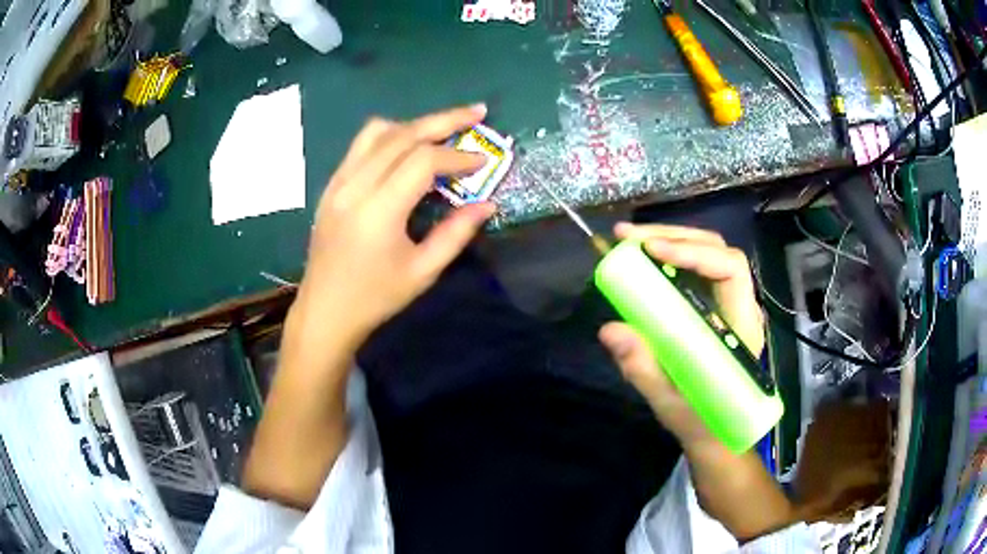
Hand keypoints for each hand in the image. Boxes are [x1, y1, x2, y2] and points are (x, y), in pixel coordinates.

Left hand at [246, 105, 494, 508]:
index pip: (422, 162)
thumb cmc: (375, 298)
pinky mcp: (331, 186)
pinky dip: (390, 136)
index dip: (457, 156)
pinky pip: (360, 146)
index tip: (482, 162)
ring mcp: (338, 183)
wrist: (325, 311)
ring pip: (377, 132)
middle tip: (476, 112)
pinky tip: (407, 146)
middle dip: (443, 120)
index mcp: (378, 211)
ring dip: (414, 124)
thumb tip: (487, 204)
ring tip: (442, 128)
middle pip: (402, 135)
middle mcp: (354, 186)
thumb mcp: (422, 272)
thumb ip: (456, 234)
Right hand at [598, 223, 764, 453]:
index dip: (694, 252)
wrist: (717, 432)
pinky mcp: (711, 305)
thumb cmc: (702, 421)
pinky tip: (643, 257)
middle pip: (716, 249)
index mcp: (741, 326)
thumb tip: (609, 329)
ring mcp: (726, 302)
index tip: (653, 252)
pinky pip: (693, 269)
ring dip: (667, 239)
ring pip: (705, 252)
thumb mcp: (670, 402)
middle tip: (626, 237)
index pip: (730, 268)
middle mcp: (738, 304)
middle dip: (673, 236)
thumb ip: (643, 368)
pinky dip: (667, 256)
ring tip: (627, 240)